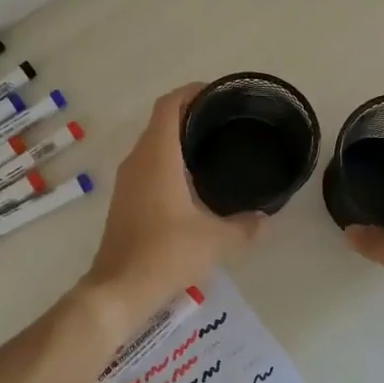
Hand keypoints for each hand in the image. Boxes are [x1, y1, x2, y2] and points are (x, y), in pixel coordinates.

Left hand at [82, 84, 265, 328]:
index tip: (218, 93)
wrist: (118, 289)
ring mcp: (127, 181)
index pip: (169, 105)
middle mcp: (138, 161)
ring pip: (153, 144)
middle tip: (226, 121)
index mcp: (157, 157)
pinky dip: (169, 160)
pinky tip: (193, 181)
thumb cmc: (165, 254)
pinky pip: (148, 165)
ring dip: (178, 138)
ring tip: (214, 146)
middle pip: (161, 121)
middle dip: (191, 114)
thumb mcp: (216, 241)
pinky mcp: (125, 200)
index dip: (191, 92)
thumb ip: (245, 226)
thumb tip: (265, 218)